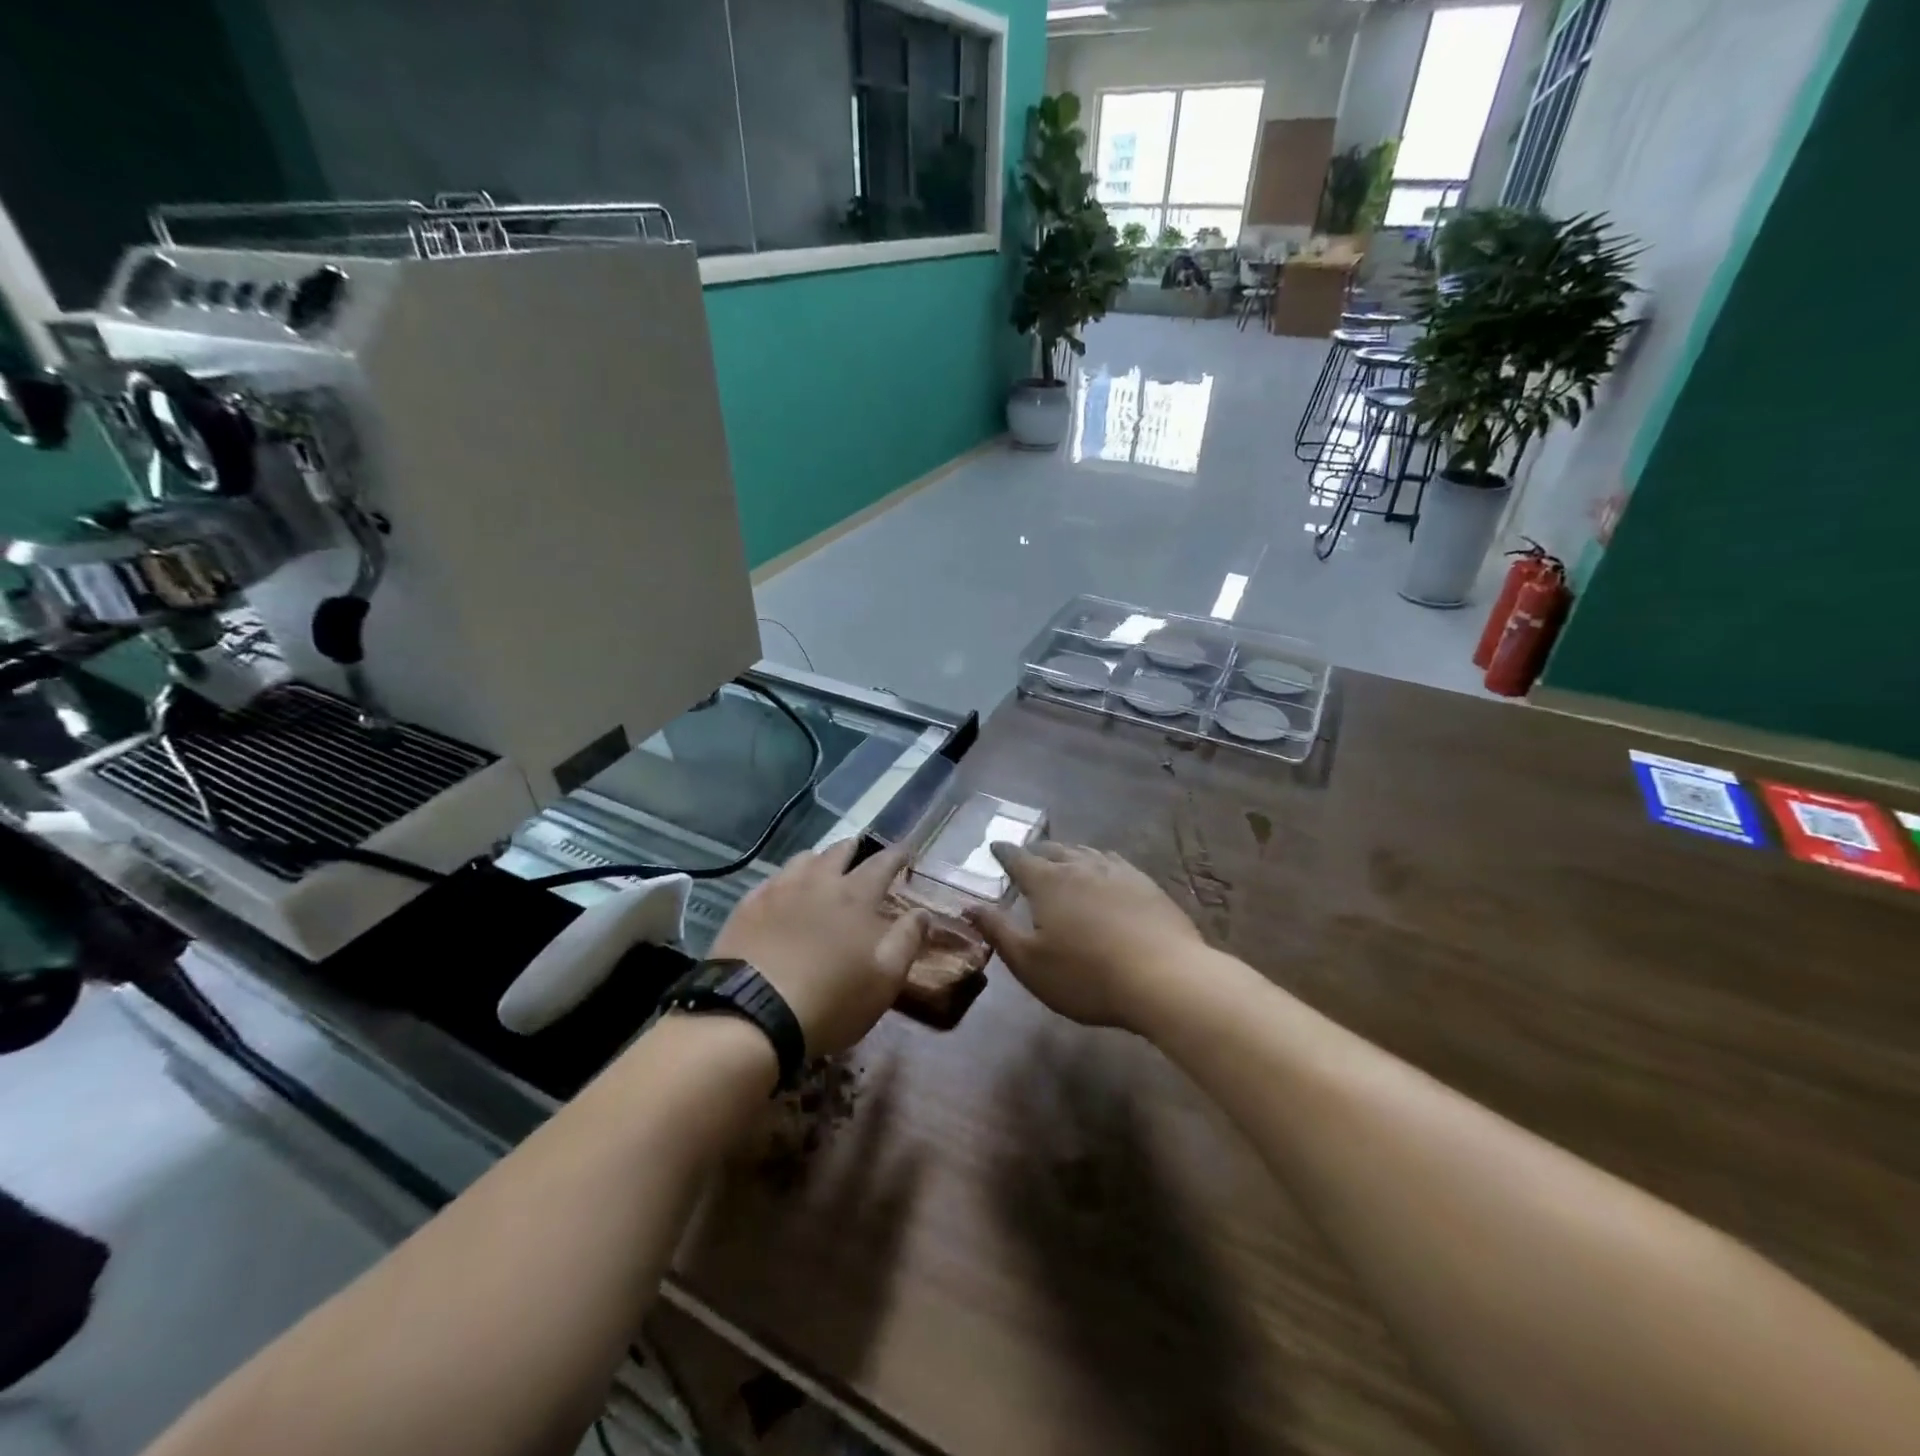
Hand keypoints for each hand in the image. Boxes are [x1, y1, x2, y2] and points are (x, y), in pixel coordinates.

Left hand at [711, 839, 927, 1056]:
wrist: (751, 1015)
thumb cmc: (830, 1001)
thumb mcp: (884, 979)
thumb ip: (907, 941)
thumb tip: (922, 912)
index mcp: (855, 897)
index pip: (882, 864)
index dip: (896, 855)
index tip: (906, 850)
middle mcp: (818, 882)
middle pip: (839, 852)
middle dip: (855, 849)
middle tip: (862, 851)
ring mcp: (778, 891)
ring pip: (803, 859)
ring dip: (819, 859)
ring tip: (823, 866)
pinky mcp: (747, 907)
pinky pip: (771, 880)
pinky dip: (786, 878)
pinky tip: (783, 889)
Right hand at [964, 843, 1204, 1031]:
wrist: (1164, 978)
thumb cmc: (1086, 976)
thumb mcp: (1030, 963)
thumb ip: (998, 931)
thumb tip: (970, 906)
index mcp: (1048, 882)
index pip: (1019, 859)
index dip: (1004, 853)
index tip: (995, 846)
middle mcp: (1081, 867)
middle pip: (1054, 850)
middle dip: (1037, 851)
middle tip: (1028, 856)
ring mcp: (1118, 872)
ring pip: (1086, 853)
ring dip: (1069, 853)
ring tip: (1064, 859)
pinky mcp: (1147, 885)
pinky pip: (1115, 862)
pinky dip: (1100, 862)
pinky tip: (1106, 871)